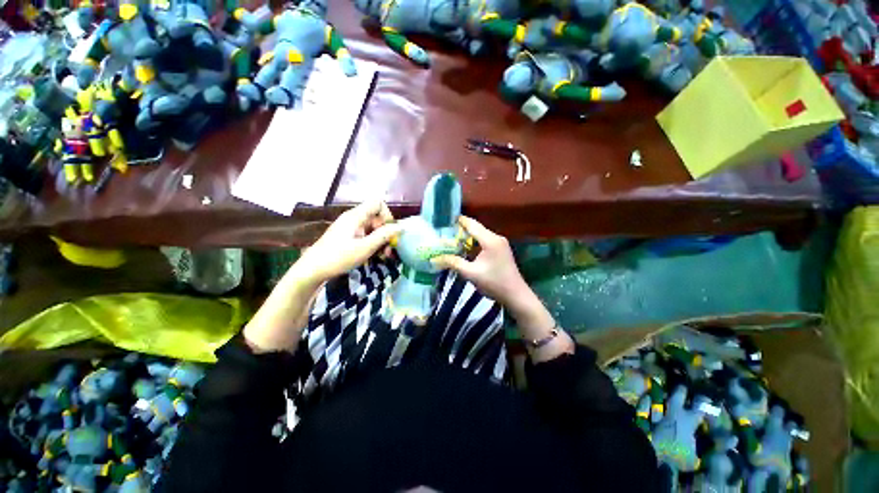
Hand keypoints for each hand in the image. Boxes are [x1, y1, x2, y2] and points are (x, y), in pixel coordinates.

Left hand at [244, 201, 399, 352]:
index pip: (378, 203)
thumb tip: (401, 227)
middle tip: (389, 249)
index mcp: (356, 216)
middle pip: (376, 216)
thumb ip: (384, 236)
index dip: (387, 215)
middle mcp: (353, 218)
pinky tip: (375, 255)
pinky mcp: (348, 236)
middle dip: (386, 231)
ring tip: (384, 255)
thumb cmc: (338, 257)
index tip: (389, 231)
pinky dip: (373, 243)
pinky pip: (365, 234)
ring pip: (372, 227)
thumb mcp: (365, 248)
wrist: (312, 270)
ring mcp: (350, 227)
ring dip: (381, 239)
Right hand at [430, 216, 527, 308]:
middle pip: (476, 229)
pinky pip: (485, 241)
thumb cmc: (494, 283)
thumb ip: (453, 263)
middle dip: (461, 231)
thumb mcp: (471, 273)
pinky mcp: (501, 249)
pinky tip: (465, 249)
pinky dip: (474, 243)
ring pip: (480, 235)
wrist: (515, 295)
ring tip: (452, 241)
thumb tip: (435, 258)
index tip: (445, 220)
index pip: (472, 224)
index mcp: (490, 240)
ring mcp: (500, 243)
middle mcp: (496, 237)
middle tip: (445, 234)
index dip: (459, 221)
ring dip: (467, 238)